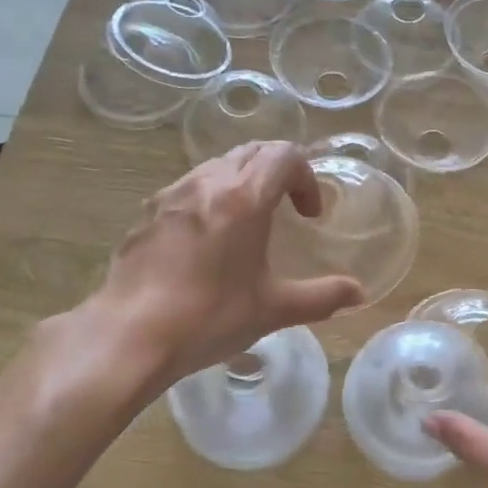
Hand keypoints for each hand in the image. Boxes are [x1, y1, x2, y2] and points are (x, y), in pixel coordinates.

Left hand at [35, 143, 362, 407]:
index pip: (285, 155)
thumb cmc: (208, 318)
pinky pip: (188, 187)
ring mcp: (171, 194)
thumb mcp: (272, 310)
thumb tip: (358, 294)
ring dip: (243, 181)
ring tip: (248, 223)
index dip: (306, 177)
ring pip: (217, 165)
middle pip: (252, 151)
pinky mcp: (147, 213)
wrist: (129, 335)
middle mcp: (207, 183)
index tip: (309, 215)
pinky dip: (210, 196)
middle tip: (287, 208)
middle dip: (278, 171)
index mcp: (243, 198)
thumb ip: (321, 297)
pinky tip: (206, 241)